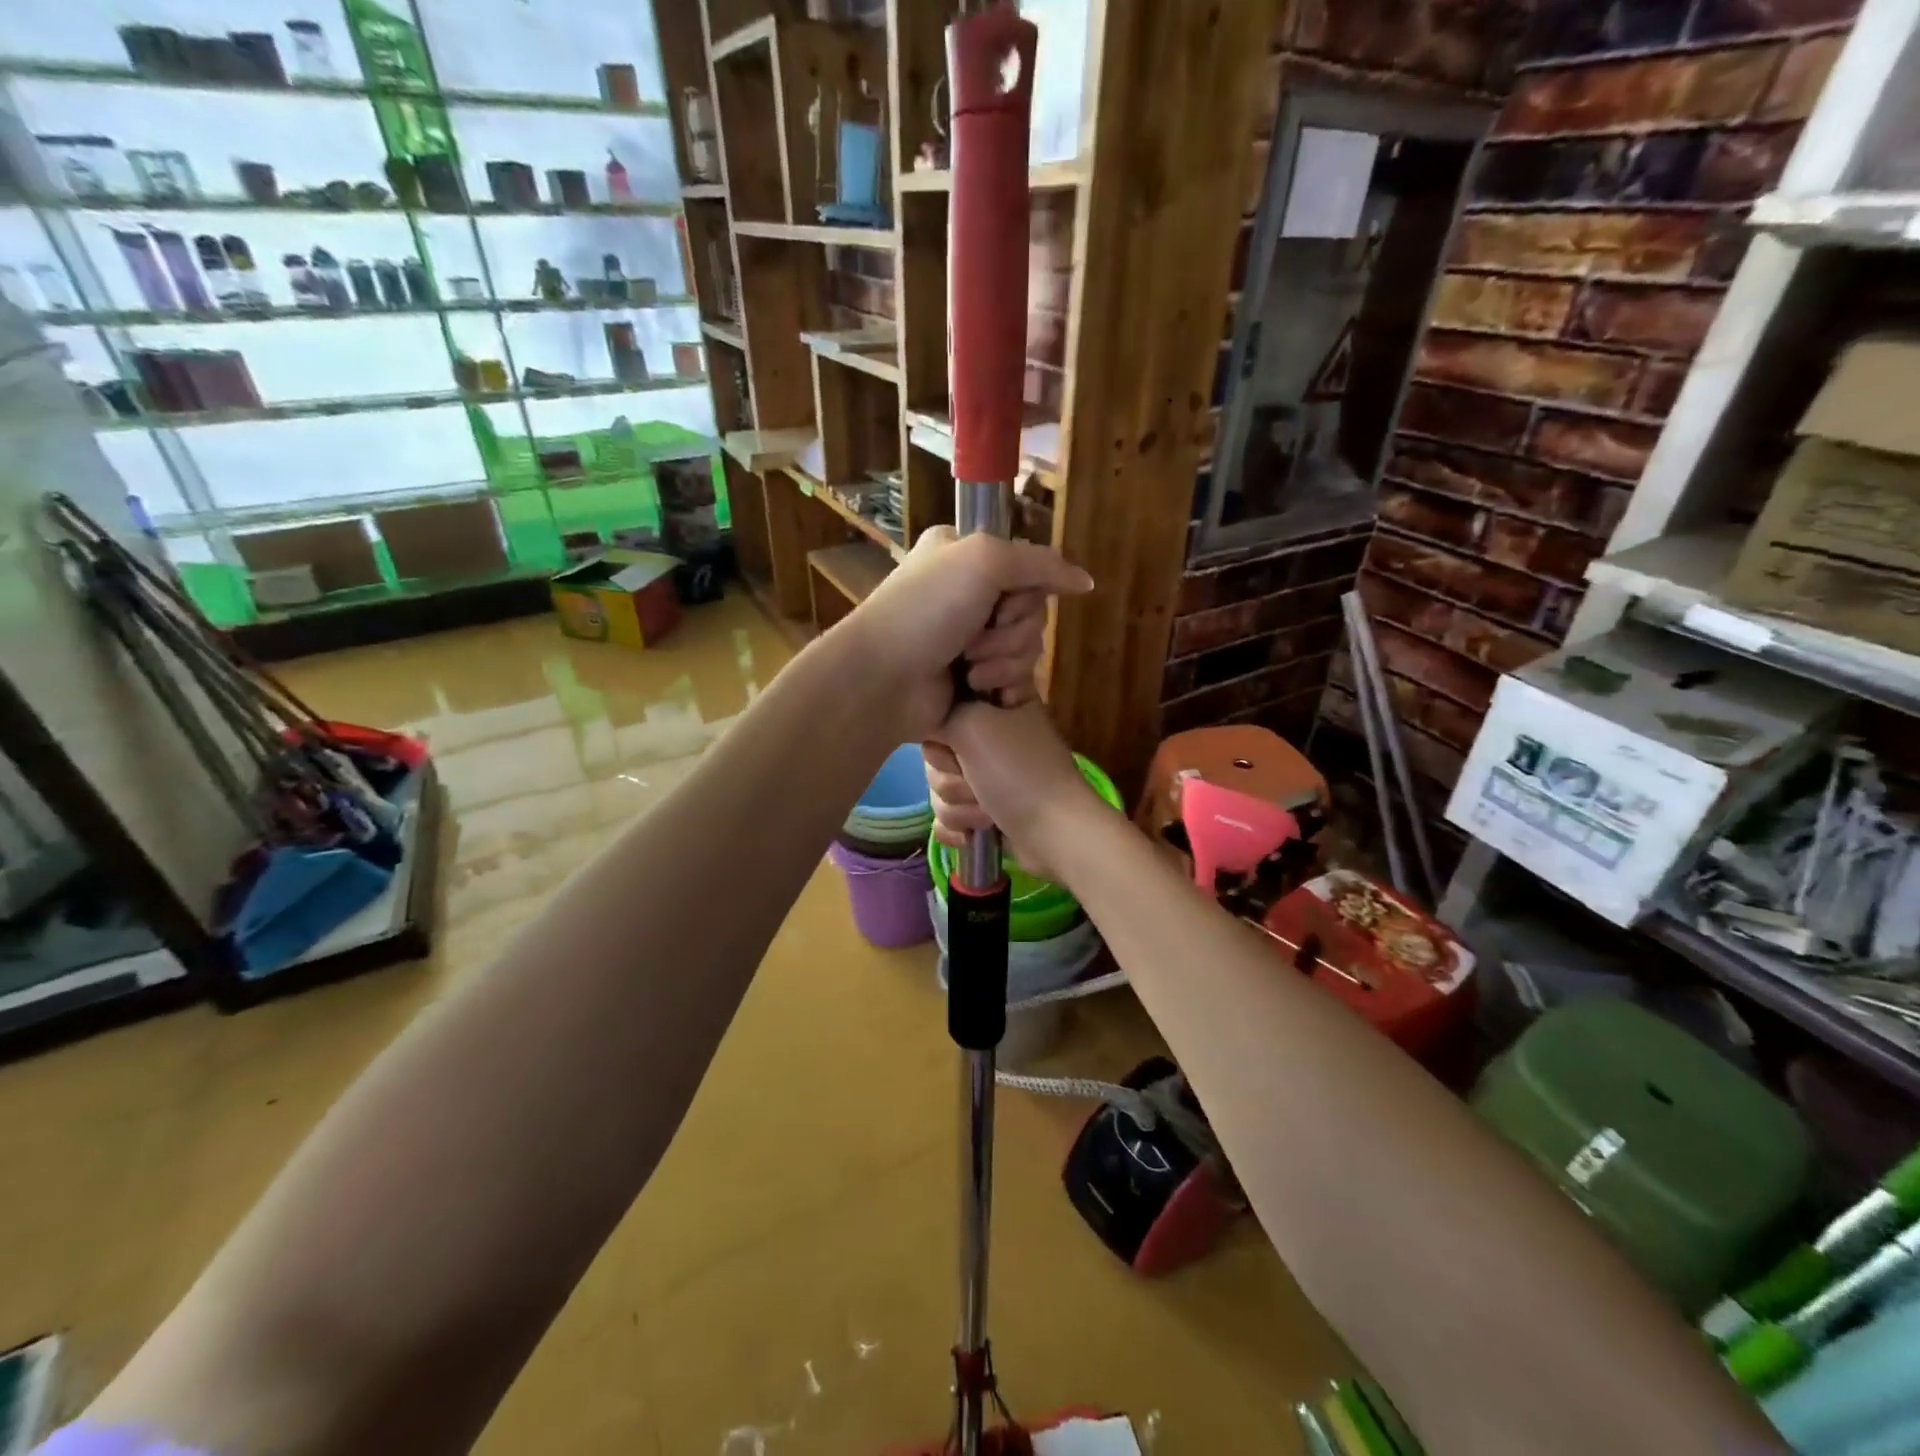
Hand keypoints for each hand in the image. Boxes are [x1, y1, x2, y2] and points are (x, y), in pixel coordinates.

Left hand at [839, 526, 1091, 739]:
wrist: (883, 680)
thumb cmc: (926, 609)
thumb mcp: (984, 561)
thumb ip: (1041, 564)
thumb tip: (1087, 582)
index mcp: (964, 556)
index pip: (1028, 569)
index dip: (1025, 592)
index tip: (1001, 603)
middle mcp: (968, 594)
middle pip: (1032, 611)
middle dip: (1011, 631)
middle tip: (974, 641)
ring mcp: (969, 640)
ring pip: (1028, 647)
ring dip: (1004, 661)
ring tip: (969, 671)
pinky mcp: (973, 679)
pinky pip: (1018, 678)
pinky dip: (1006, 685)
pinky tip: (987, 693)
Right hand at [923, 701, 1099, 881]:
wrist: (1055, 833)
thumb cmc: (1018, 772)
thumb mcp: (973, 725)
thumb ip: (940, 714)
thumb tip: (925, 720)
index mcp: (995, 704)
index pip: (944, 705)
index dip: (942, 726)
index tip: (957, 737)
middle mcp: (991, 735)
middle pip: (935, 752)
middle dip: (950, 776)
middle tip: (975, 780)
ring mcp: (988, 776)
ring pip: (939, 788)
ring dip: (960, 807)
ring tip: (988, 812)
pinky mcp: (984, 811)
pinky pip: (947, 818)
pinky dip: (959, 828)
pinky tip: (974, 835)